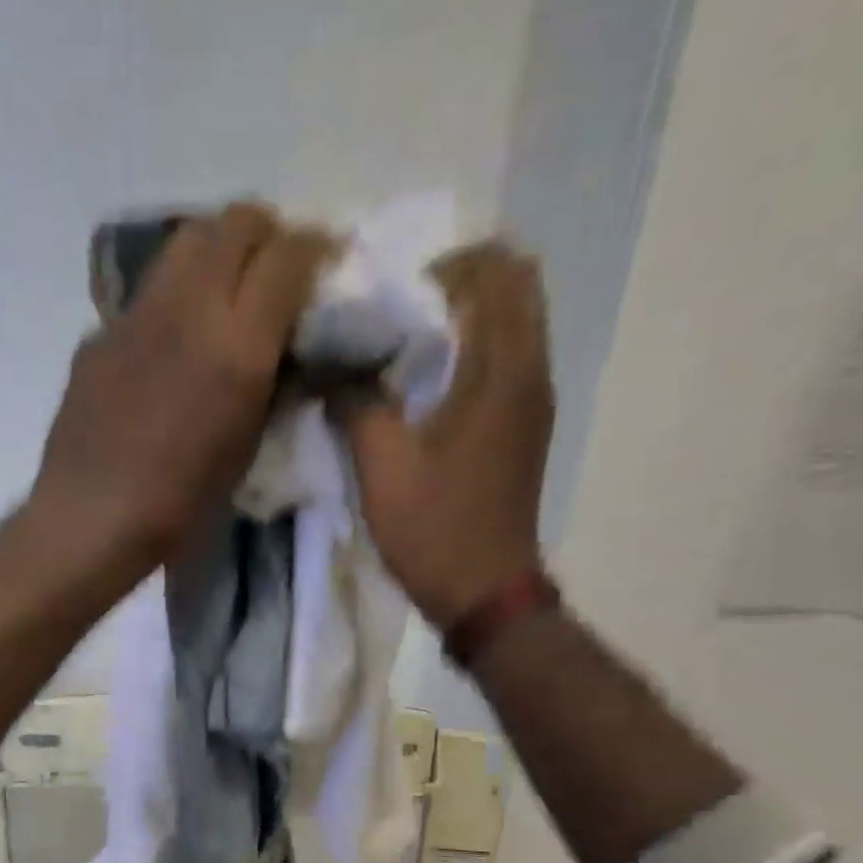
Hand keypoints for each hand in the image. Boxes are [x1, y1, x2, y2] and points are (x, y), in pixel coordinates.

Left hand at [29, 202, 331, 575]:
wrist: (92, 516)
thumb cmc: (181, 503)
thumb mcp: (247, 448)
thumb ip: (272, 385)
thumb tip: (286, 351)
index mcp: (237, 346)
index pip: (288, 256)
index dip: (315, 250)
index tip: (324, 264)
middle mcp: (189, 308)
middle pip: (235, 222)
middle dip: (267, 234)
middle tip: (275, 269)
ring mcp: (137, 313)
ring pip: (187, 240)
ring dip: (218, 250)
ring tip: (226, 291)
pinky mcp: (101, 331)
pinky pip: (148, 291)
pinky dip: (174, 297)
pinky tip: (171, 343)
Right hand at [332, 241, 554, 628]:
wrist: (485, 594)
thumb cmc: (435, 529)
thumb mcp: (382, 465)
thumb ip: (355, 402)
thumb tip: (329, 365)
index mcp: (502, 371)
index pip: (496, 271)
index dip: (444, 268)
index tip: (395, 299)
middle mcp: (530, 372)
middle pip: (515, 287)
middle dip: (459, 283)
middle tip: (402, 314)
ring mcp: (533, 401)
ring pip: (514, 323)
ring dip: (467, 318)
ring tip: (407, 348)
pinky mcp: (525, 427)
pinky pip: (507, 360)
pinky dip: (473, 352)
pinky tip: (426, 388)